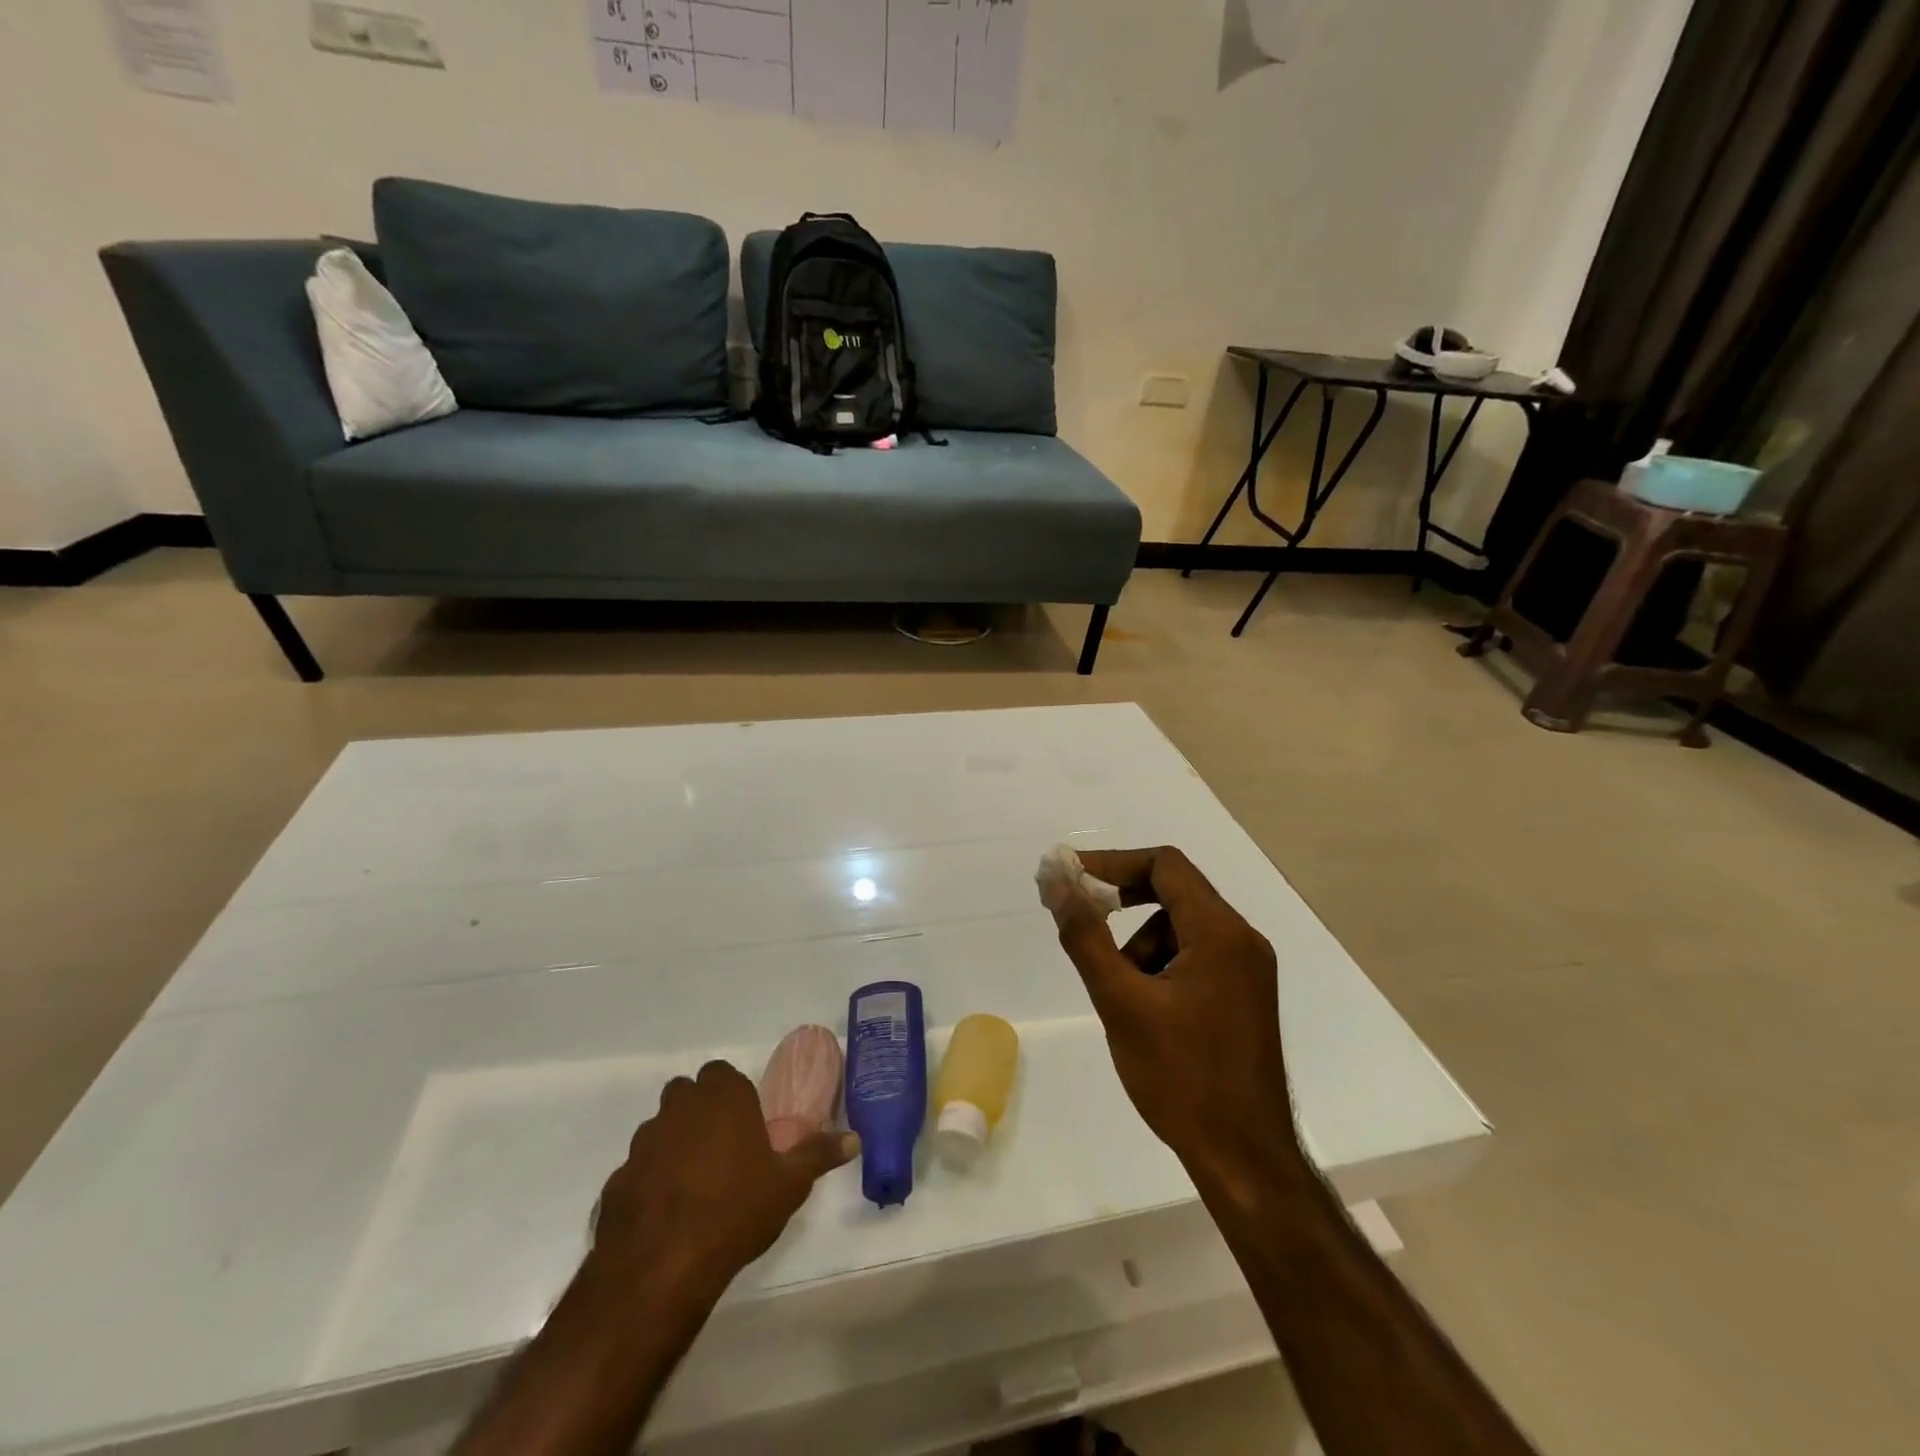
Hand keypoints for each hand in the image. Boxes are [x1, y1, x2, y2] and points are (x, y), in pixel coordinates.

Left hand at [591, 1060, 856, 1300]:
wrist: (661, 1267)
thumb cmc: (735, 1210)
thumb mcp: (789, 1184)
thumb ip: (819, 1154)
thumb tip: (854, 1138)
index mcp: (721, 1097)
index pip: (722, 1074)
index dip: (732, 1095)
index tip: (745, 1125)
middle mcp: (679, 1108)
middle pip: (687, 1095)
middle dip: (701, 1113)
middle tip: (723, 1150)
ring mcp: (642, 1142)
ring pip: (660, 1130)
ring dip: (674, 1146)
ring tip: (696, 1186)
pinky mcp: (616, 1179)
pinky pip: (638, 1170)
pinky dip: (650, 1183)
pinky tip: (666, 1216)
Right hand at [1042, 847, 1300, 1188]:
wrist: (1244, 1160)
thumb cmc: (1181, 1077)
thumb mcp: (1122, 1002)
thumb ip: (1086, 936)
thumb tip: (1058, 882)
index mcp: (1220, 933)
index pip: (1165, 865)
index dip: (1113, 862)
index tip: (1071, 877)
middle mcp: (1242, 940)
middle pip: (1175, 891)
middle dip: (1123, 899)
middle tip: (1081, 915)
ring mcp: (1247, 970)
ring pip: (1181, 927)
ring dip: (1140, 941)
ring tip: (1117, 988)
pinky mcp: (1243, 996)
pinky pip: (1195, 956)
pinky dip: (1160, 964)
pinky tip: (1143, 1007)